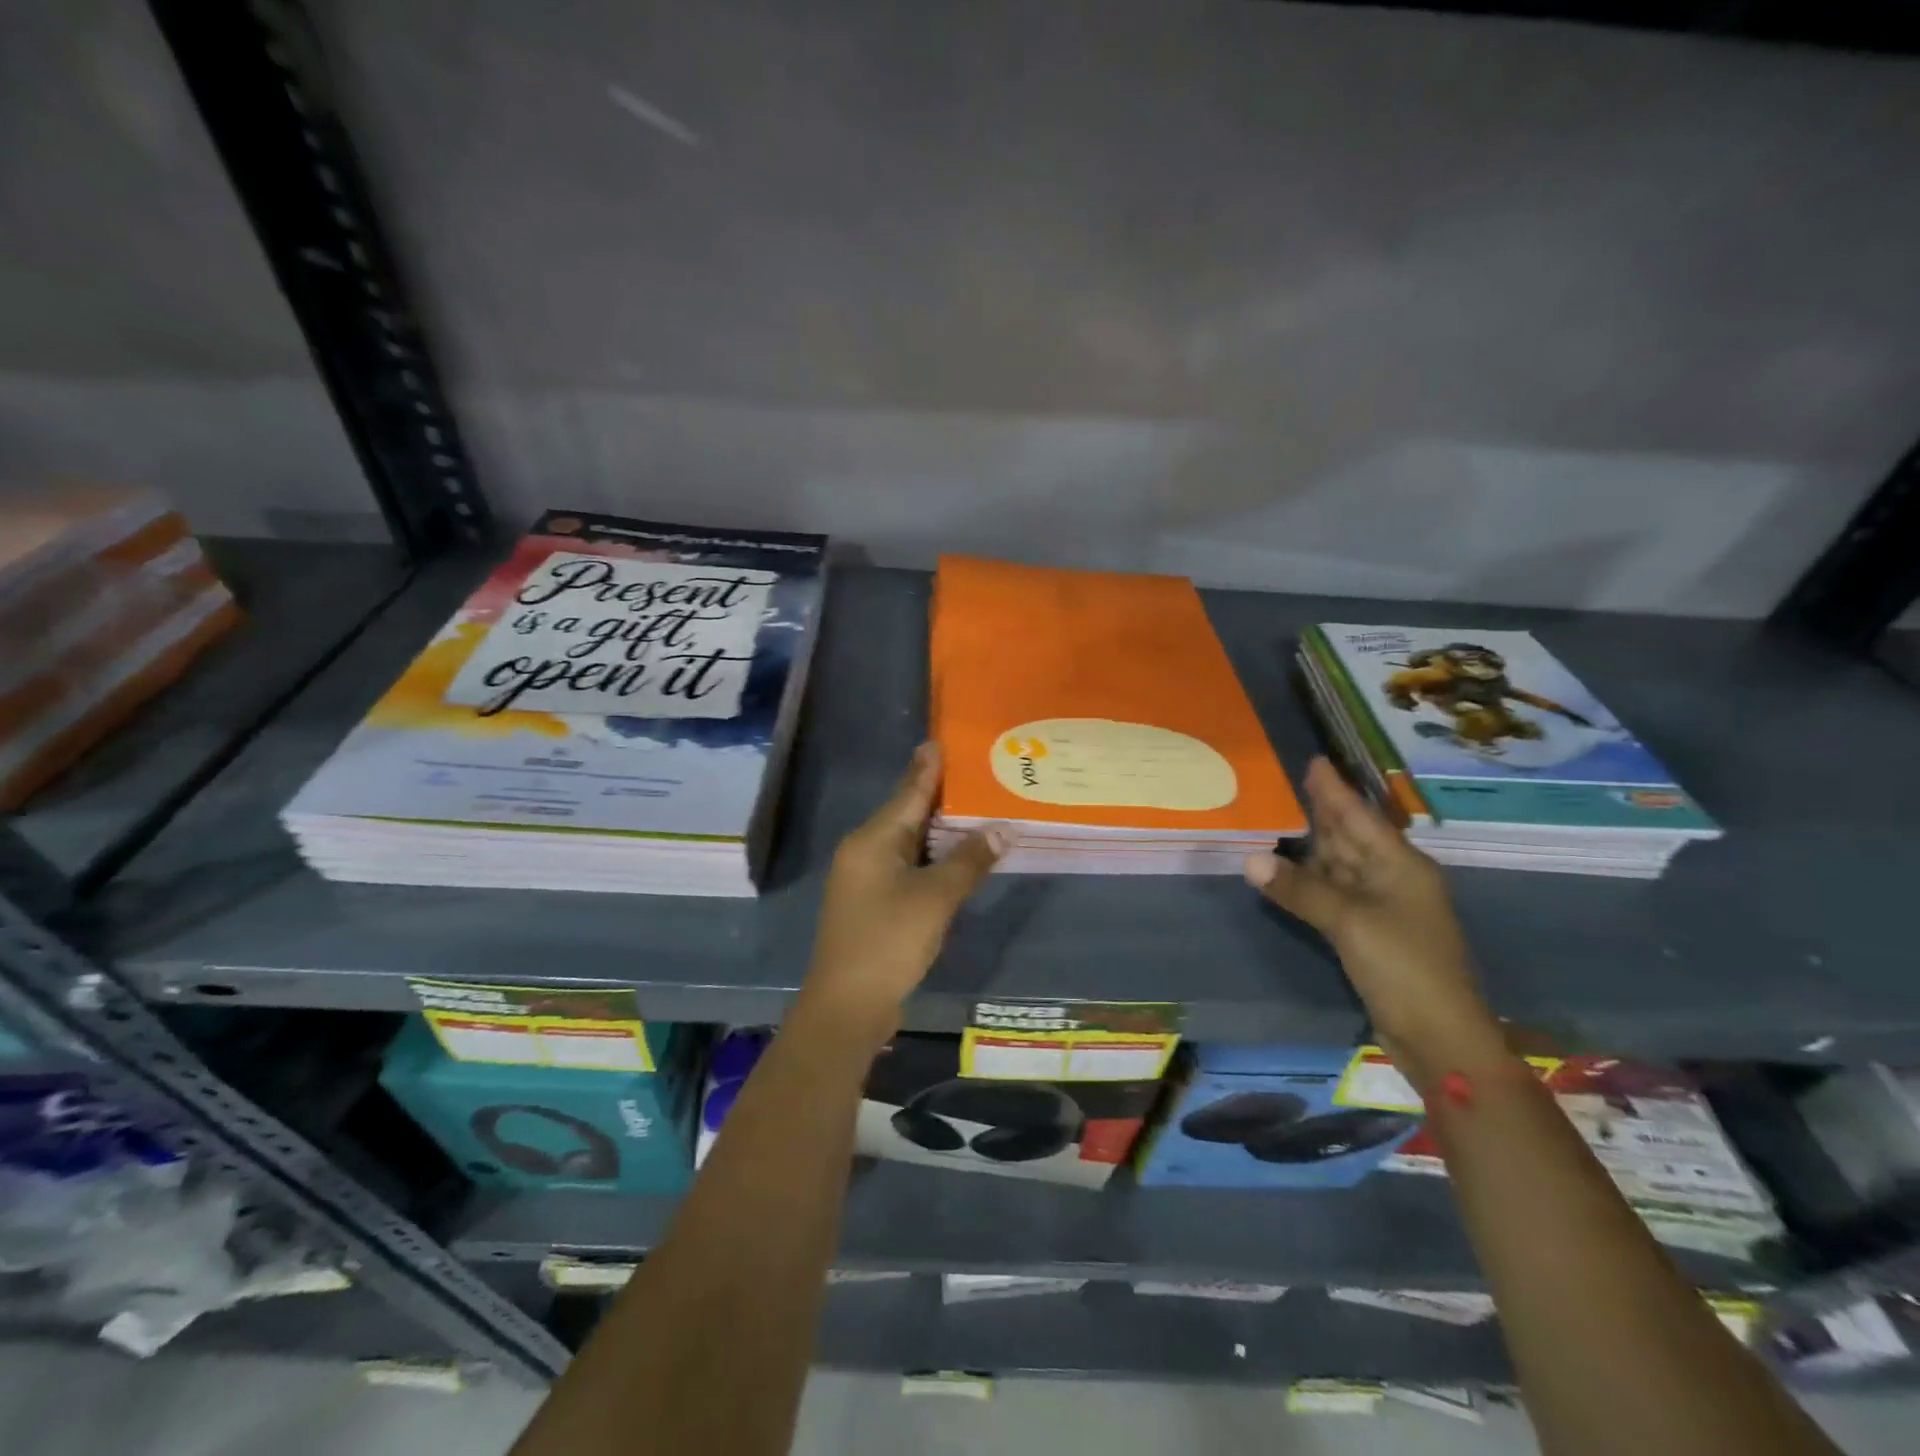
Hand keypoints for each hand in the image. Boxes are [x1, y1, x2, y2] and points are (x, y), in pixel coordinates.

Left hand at [800, 744, 1006, 1041]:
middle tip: (975, 772)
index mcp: (874, 839)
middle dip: (940, 795)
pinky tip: (955, 856)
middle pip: (907, 813)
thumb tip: (1003, 827)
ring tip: (974, 808)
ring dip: (938, 829)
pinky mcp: (872, 903)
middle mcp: (865, 850)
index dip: (928, 766)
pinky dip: (931, 857)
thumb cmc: (889, 941)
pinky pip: (906, 866)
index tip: (942, 739)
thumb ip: (970, 860)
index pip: (908, 791)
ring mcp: (865, 878)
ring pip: (908, 842)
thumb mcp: (936, 898)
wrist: (847, 1005)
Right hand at [1244, 758, 1497, 1072]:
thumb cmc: (1403, 967)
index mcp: (1400, 866)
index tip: (1315, 761)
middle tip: (1297, 782)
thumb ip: (1300, 889)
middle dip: (1326, 810)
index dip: (1335, 790)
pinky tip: (1293, 871)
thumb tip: (1250, 860)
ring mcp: (1383, 908)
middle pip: (1352, 837)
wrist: (1440, 1036)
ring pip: (1343, 865)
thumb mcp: (1349, 922)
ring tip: (1288, 817)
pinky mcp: (1370, 934)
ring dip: (1316, 844)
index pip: (1359, 817)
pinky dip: (1312, 879)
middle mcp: (1393, 879)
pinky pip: (1335, 893)